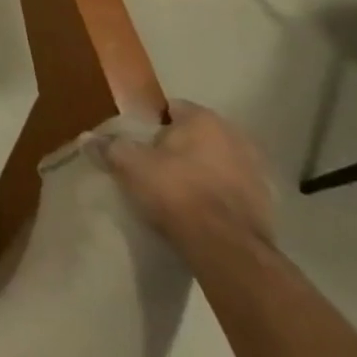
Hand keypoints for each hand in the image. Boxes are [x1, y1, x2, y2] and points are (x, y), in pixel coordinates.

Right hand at [99, 100, 274, 253]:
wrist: (226, 248)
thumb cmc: (175, 191)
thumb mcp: (128, 164)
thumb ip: (108, 146)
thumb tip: (88, 138)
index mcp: (205, 119)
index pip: (170, 108)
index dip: (149, 123)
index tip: (134, 140)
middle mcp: (237, 137)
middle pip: (196, 135)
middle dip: (177, 146)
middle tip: (151, 163)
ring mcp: (257, 171)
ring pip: (217, 162)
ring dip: (200, 170)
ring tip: (175, 189)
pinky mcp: (267, 204)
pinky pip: (232, 189)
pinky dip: (217, 194)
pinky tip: (198, 210)